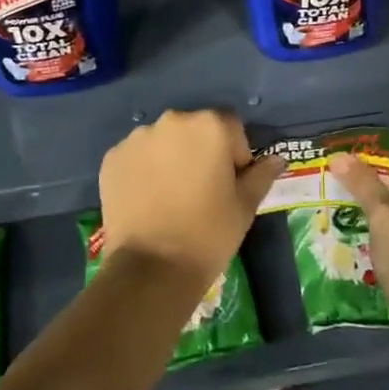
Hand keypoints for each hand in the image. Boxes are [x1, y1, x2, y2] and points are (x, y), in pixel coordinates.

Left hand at [98, 110, 282, 292]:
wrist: (152, 268)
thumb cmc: (209, 233)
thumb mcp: (245, 206)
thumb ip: (261, 175)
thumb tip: (276, 159)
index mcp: (209, 125)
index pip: (230, 126)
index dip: (235, 153)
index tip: (230, 183)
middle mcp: (172, 121)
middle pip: (194, 129)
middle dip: (200, 152)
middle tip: (201, 190)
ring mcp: (137, 138)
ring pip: (163, 141)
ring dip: (170, 158)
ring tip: (171, 198)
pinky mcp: (112, 158)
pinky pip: (135, 157)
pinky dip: (143, 171)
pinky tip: (147, 201)